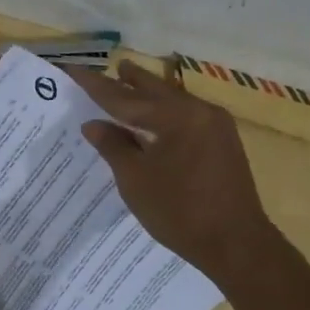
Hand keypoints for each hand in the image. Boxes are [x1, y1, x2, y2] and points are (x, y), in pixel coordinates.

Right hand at [66, 60, 275, 277]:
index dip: (95, 85)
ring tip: (130, 79)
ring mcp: (216, 126)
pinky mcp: (223, 142)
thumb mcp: (136, 180)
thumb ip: (114, 147)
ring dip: (150, 93)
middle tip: (111, 66)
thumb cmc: (180, 212)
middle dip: (130, 80)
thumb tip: (94, 124)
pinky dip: (165, 111)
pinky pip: (187, 115)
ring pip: (173, 101)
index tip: (73, 69)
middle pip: (155, 90)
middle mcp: (199, 111)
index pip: (125, 98)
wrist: (236, 244)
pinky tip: (156, 115)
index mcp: (176, 116)